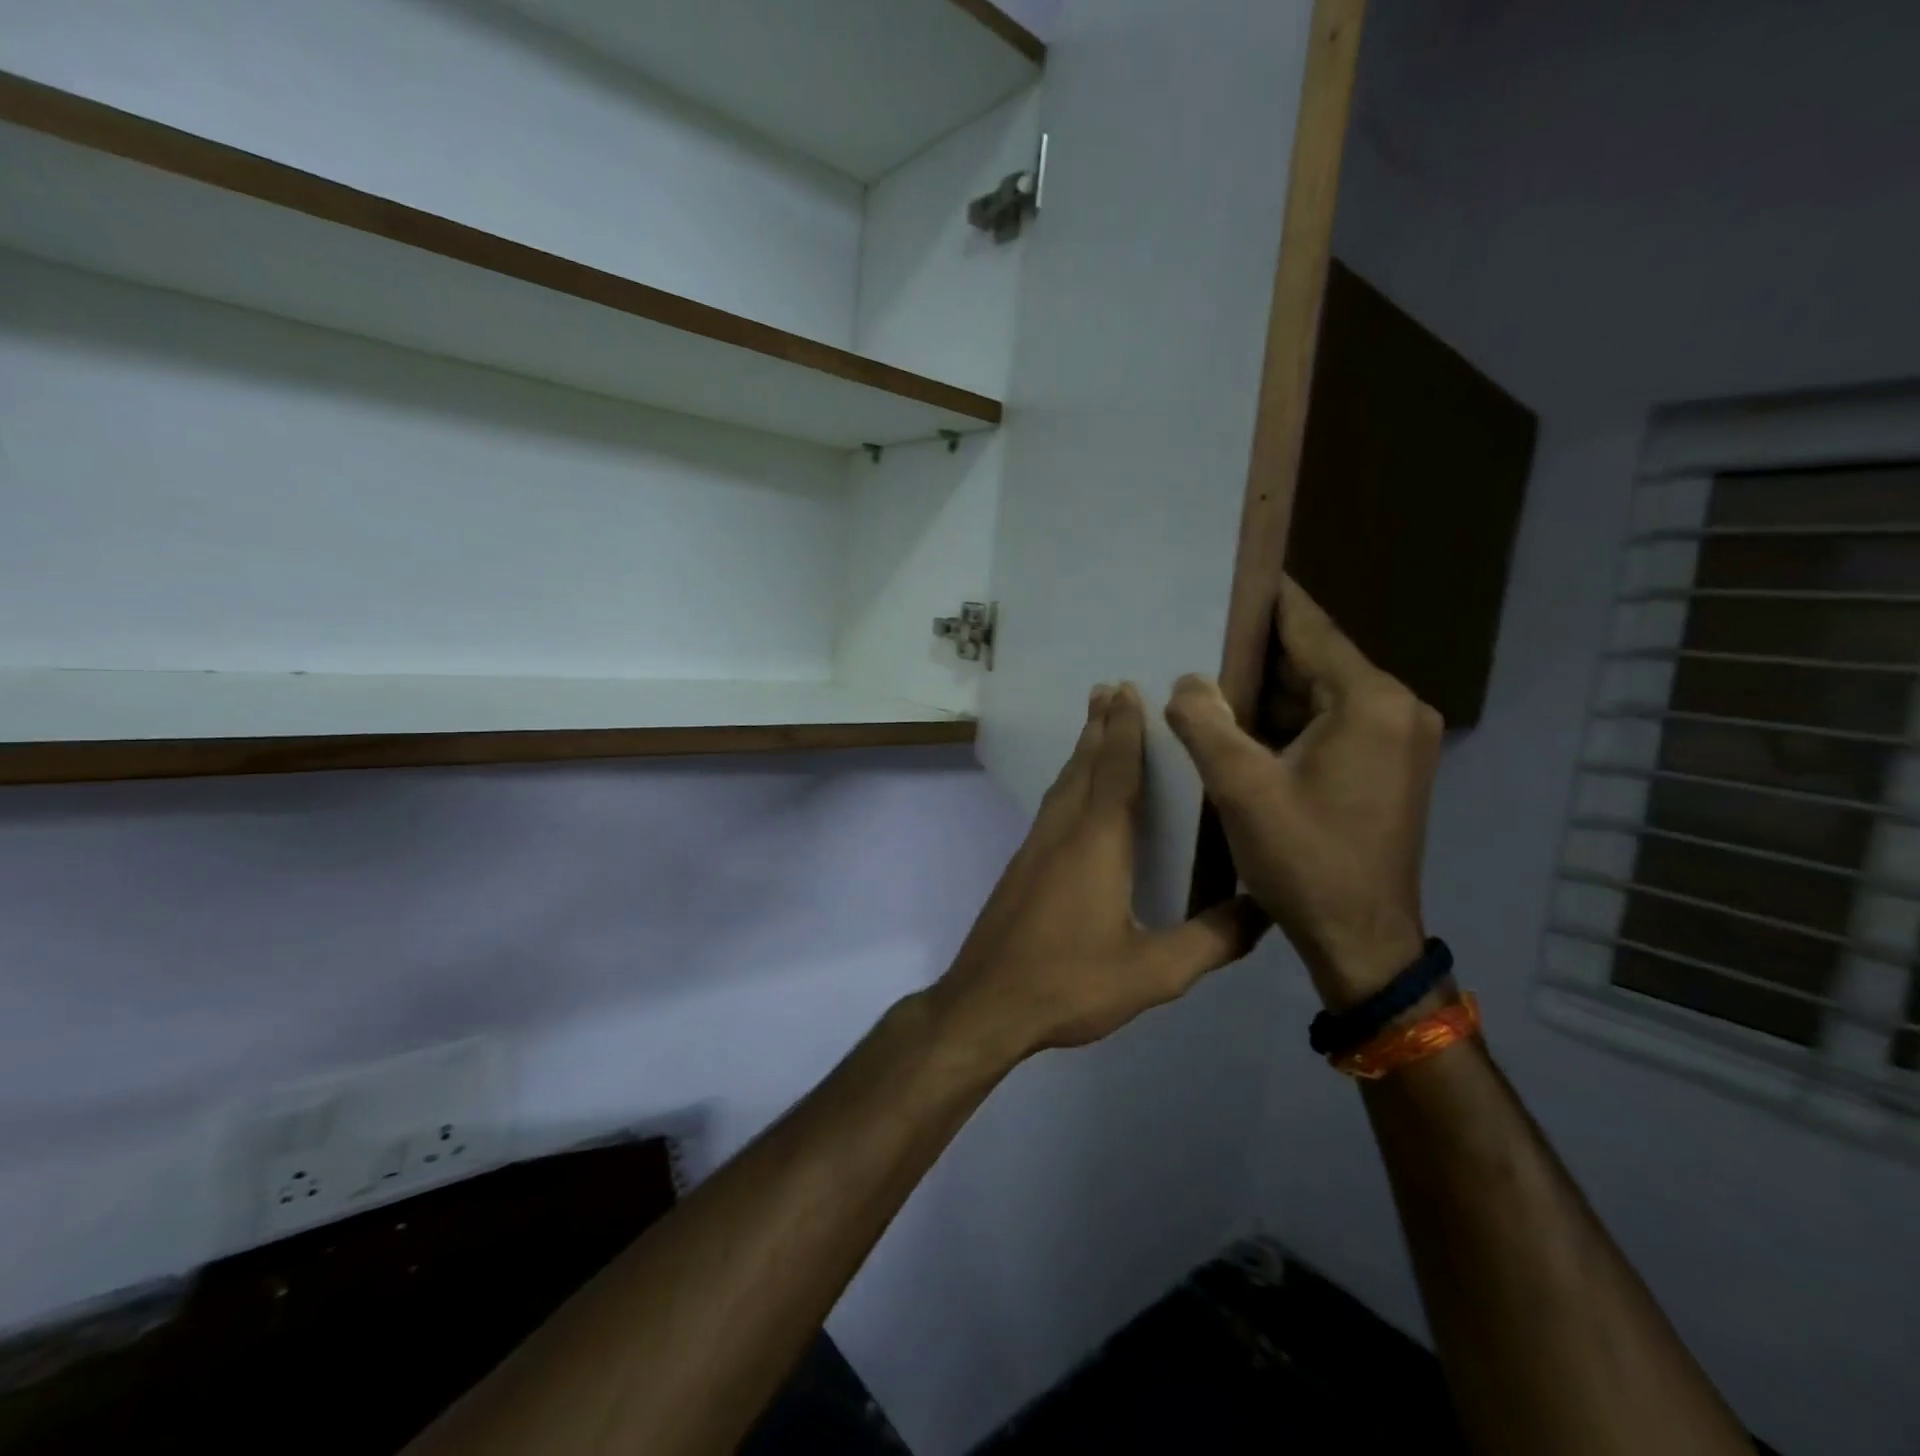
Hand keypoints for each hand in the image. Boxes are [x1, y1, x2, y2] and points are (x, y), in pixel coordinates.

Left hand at [929, 684, 1267, 1063]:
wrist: (985, 1004)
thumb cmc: (1070, 983)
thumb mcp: (1153, 972)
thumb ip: (1211, 941)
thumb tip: (1265, 908)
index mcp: (1097, 843)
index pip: (1115, 771)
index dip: (1124, 729)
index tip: (1127, 690)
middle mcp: (1062, 832)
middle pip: (1083, 766)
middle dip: (1099, 726)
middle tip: (1107, 688)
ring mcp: (1034, 848)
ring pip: (1062, 785)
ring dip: (1081, 751)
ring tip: (1094, 727)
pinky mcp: (1021, 867)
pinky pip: (1051, 807)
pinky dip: (1068, 784)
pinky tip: (1073, 797)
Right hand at [1165, 576, 1441, 1009]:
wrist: (1362, 939)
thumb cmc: (1305, 861)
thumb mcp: (1242, 789)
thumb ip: (1206, 724)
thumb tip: (1186, 682)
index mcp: (1370, 703)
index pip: (1310, 629)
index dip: (1267, 600)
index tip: (1233, 569)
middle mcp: (1395, 709)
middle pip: (1315, 661)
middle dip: (1256, 653)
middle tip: (1198, 634)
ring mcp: (1397, 739)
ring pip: (1320, 695)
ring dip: (1268, 692)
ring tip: (1208, 679)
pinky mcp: (1388, 766)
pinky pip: (1331, 724)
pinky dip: (1288, 721)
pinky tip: (1242, 726)